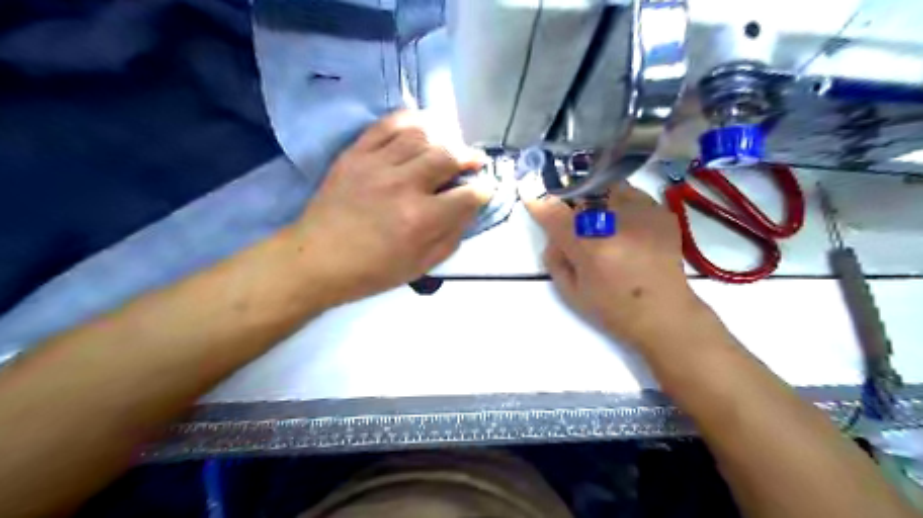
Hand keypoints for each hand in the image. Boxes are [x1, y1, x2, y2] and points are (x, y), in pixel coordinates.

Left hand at [289, 109, 493, 302]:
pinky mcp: (356, 153)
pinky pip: (388, 125)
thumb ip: (451, 237)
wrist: (317, 259)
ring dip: (444, 136)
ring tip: (449, 144)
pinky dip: (410, 120)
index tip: (485, 189)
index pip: (467, 195)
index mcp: (421, 219)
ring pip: (422, 135)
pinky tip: (422, 125)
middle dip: (470, 156)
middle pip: (448, 155)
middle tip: (475, 161)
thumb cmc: (372, 270)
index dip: (484, 190)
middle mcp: (404, 185)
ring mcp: (377, 164)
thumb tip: (470, 210)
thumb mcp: (421, 266)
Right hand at [522, 180, 708, 354]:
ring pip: (607, 186)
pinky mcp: (660, 211)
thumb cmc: (612, 308)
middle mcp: (616, 222)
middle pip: (581, 191)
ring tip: (600, 217)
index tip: (531, 197)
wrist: (664, 313)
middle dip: (569, 199)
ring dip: (595, 197)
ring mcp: (642, 212)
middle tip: (571, 215)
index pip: (554, 212)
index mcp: (590, 247)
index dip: (539, 202)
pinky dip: (620, 203)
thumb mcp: (570, 292)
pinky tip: (625, 225)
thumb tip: (553, 232)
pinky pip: (631, 194)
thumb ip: (554, 257)